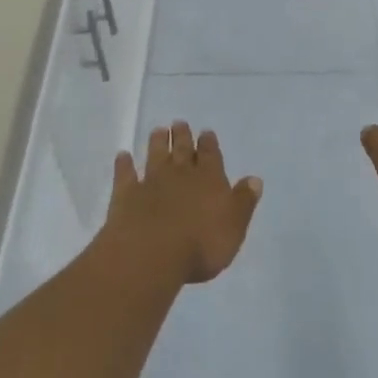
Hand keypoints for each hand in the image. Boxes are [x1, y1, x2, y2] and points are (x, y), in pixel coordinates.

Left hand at [104, 121, 262, 284]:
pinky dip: (124, 164)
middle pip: (182, 150)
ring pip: (155, 156)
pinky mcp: (126, 195)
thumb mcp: (234, 226)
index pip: (211, 156)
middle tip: (179, 123)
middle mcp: (180, 174)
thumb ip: (243, 201)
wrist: (151, 255)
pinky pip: (125, 175)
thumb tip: (254, 179)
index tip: (206, 131)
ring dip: (157, 143)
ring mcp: (151, 182)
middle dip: (182, 136)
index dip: (209, 144)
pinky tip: (122, 156)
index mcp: (209, 179)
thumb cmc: (201, 244)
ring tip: (158, 130)